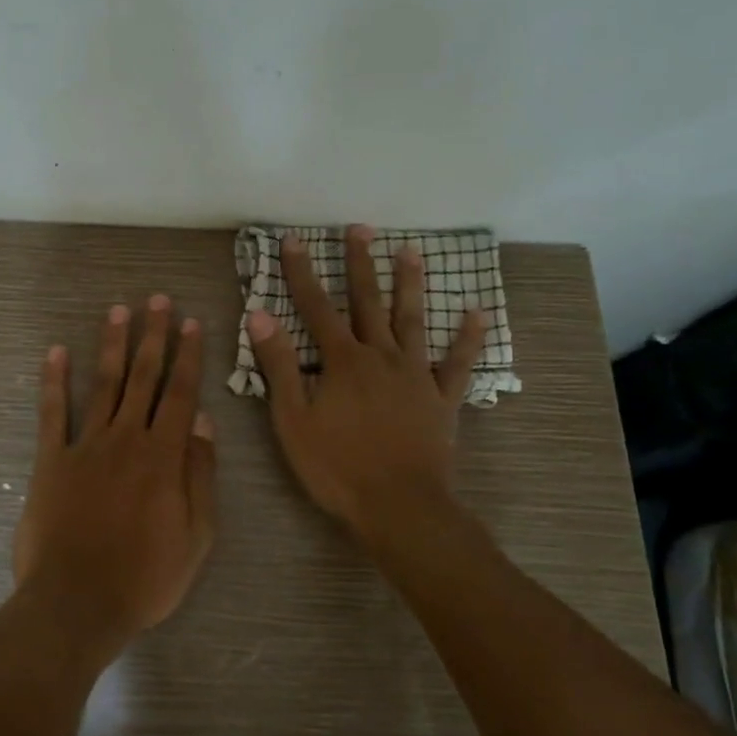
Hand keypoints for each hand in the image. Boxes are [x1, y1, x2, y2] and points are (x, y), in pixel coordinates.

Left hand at [13, 295, 217, 656]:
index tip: (191, 323)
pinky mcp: (50, 461)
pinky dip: (53, 381)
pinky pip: (52, 413)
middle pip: (143, 378)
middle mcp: (126, 439)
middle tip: (158, 300)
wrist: (77, 603)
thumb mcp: (196, 536)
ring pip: (103, 385)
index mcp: (163, 456)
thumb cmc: (145, 577)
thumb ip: (200, 475)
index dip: (187, 357)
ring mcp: (85, 446)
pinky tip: (55, 352)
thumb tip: (203, 423)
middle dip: (153, 336)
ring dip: (112, 346)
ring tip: (119, 311)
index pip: (180, 394)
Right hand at [247, 225, 486, 539]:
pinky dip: (467, 338)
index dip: (302, 272)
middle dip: (360, 263)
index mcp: (342, 361)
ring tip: (410, 251)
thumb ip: (278, 366)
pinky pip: (457, 363)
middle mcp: (380, 356)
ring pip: (411, 320)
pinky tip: (476, 313)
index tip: (294, 239)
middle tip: (359, 229)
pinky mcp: (442, 398)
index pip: (315, 307)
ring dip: (409, 284)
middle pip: (367, 302)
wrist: (399, 506)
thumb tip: (260, 315)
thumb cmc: (337, 467)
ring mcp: (415, 375)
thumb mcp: (293, 420)